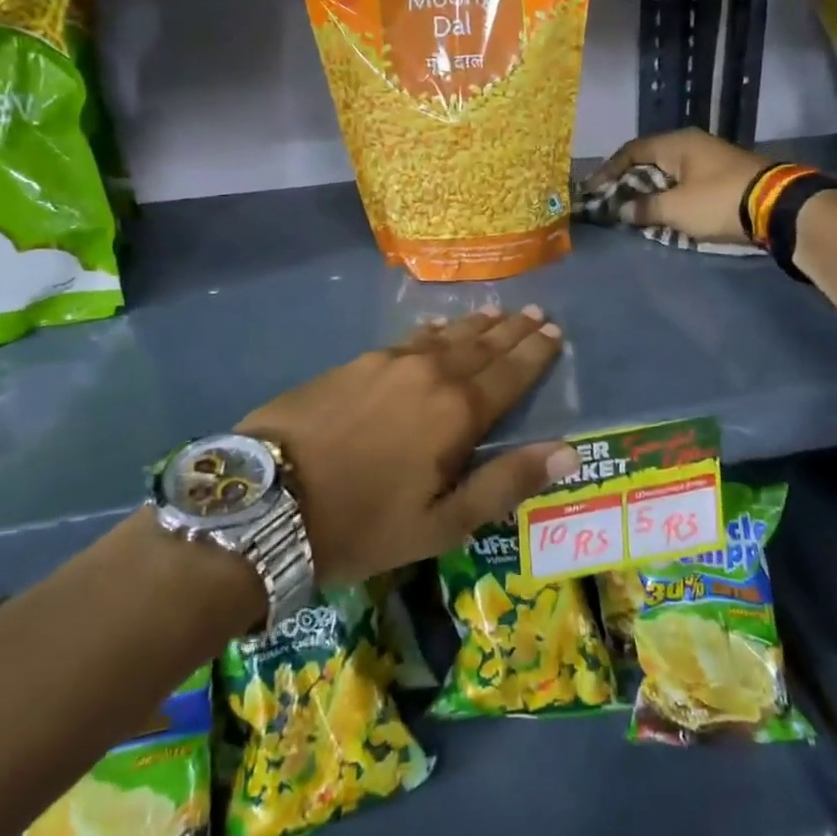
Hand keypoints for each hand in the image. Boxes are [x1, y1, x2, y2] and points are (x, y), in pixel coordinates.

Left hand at [238, 305, 577, 586]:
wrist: (267, 500)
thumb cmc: (362, 523)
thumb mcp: (442, 523)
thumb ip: (505, 483)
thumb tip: (569, 451)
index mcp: (458, 412)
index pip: (510, 374)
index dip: (535, 354)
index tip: (555, 333)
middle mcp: (430, 374)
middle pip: (481, 346)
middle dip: (512, 331)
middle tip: (535, 313)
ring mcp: (388, 363)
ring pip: (445, 336)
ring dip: (475, 325)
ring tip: (497, 312)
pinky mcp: (355, 363)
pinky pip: (408, 338)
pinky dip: (432, 330)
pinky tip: (436, 326)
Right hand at [590, 128, 769, 243]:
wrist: (777, 207)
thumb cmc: (718, 200)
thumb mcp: (675, 208)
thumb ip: (644, 208)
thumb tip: (623, 210)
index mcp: (676, 143)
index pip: (631, 151)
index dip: (608, 171)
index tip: (593, 190)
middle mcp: (691, 145)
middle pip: (648, 161)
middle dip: (627, 183)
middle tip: (611, 204)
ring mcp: (708, 160)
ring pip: (667, 175)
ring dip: (649, 193)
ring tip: (633, 213)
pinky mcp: (722, 177)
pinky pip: (684, 184)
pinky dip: (668, 198)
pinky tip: (662, 214)